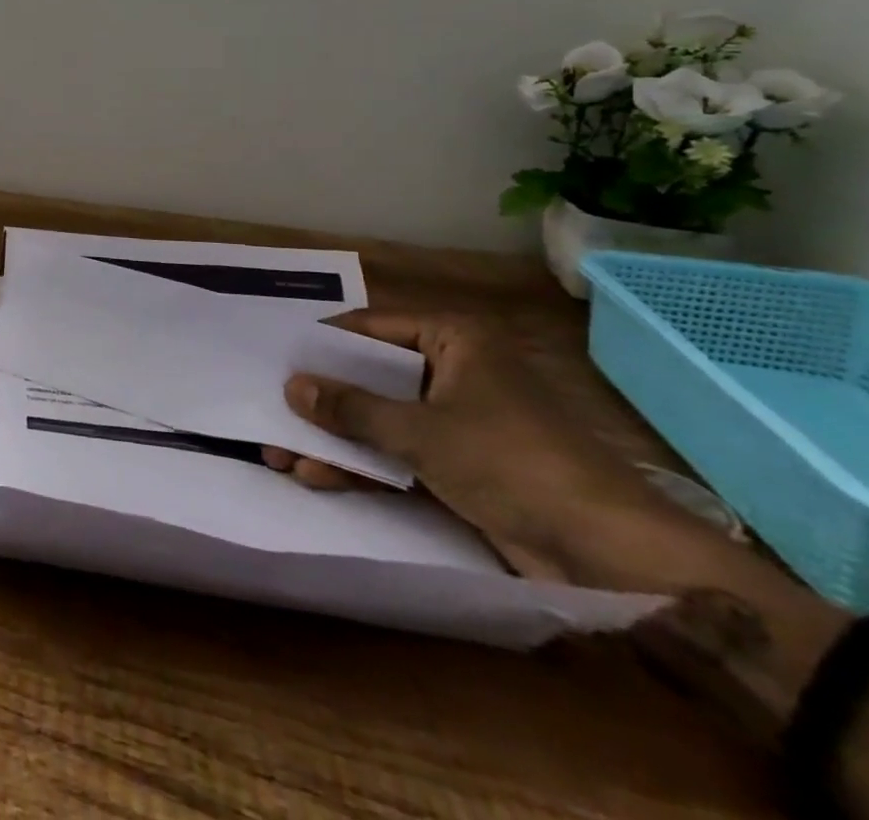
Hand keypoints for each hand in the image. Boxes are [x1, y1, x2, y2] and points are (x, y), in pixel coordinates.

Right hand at [265, 310, 704, 590]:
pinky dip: (364, 464)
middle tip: (273, 410)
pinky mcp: (464, 464)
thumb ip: (350, 408)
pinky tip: (320, 477)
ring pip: (381, 418)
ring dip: (335, 438)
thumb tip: (290, 387)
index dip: (324, 343)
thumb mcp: (419, 430)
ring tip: (283, 454)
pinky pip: (399, 451)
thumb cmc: (511, 463)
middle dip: (322, 400)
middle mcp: (455, 371)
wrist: (612, 557)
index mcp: (454, 341)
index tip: (278, 356)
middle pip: (372, 376)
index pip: (372, 327)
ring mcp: (459, 420)